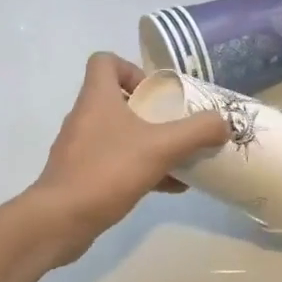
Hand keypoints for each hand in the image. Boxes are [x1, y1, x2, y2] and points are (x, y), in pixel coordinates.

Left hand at [28, 53, 229, 264]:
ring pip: (118, 133)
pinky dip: (141, 168)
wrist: (59, 221)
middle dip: (151, 111)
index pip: (104, 61)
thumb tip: (223, 123)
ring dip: (148, 141)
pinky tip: (170, 187)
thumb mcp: (160, 148)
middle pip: (117, 98)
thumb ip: (196, 132)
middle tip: (176, 125)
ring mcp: (80, 147)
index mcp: (97, 98)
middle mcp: (85, 117)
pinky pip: (115, 162)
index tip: (156, 91)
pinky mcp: (80, 175)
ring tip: (180, 157)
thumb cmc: (107, 171)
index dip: (131, 68)